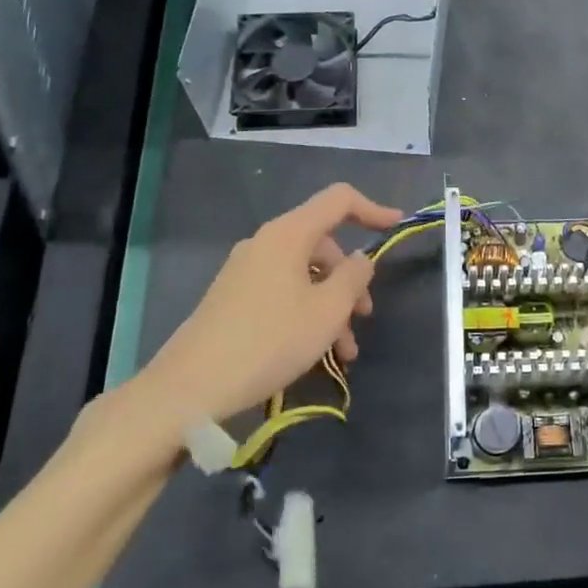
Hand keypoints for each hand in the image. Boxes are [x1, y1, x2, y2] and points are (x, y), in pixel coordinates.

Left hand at [136, 183, 404, 426]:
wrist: (190, 387)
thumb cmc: (269, 340)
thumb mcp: (327, 310)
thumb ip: (354, 277)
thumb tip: (361, 258)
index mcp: (288, 234)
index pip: (339, 200)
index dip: (372, 209)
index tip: (397, 226)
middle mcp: (265, 243)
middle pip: (323, 244)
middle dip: (350, 279)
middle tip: (364, 317)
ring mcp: (245, 270)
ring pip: (304, 275)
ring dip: (331, 306)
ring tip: (343, 353)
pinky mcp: (233, 298)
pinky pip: (283, 292)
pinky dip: (306, 313)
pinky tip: (315, 353)